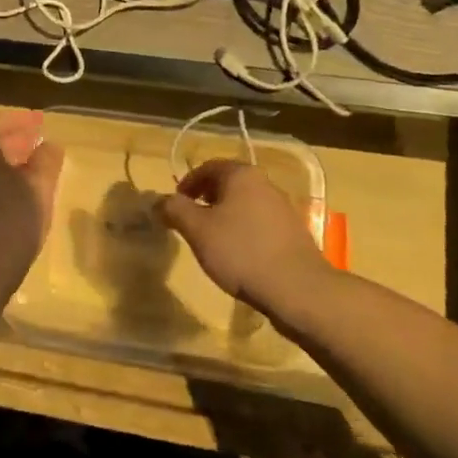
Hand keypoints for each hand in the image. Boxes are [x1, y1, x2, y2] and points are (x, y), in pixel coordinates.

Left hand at [0, 110, 64, 291]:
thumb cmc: (10, 221)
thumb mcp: (38, 188)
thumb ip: (46, 161)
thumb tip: (50, 145)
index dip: (23, 120)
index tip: (42, 122)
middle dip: (14, 138)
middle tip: (38, 141)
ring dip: (6, 159)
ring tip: (33, 165)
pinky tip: (17, 190)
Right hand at [159, 159, 329, 313]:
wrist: (299, 290)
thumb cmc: (241, 252)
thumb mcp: (197, 230)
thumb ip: (174, 210)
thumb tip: (158, 201)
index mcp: (241, 175)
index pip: (207, 167)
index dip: (187, 184)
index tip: (175, 206)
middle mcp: (264, 184)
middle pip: (227, 184)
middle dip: (205, 199)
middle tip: (190, 222)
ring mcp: (283, 208)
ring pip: (244, 204)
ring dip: (224, 216)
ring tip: (212, 241)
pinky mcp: (293, 233)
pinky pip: (260, 224)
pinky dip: (243, 232)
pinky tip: (238, 256)